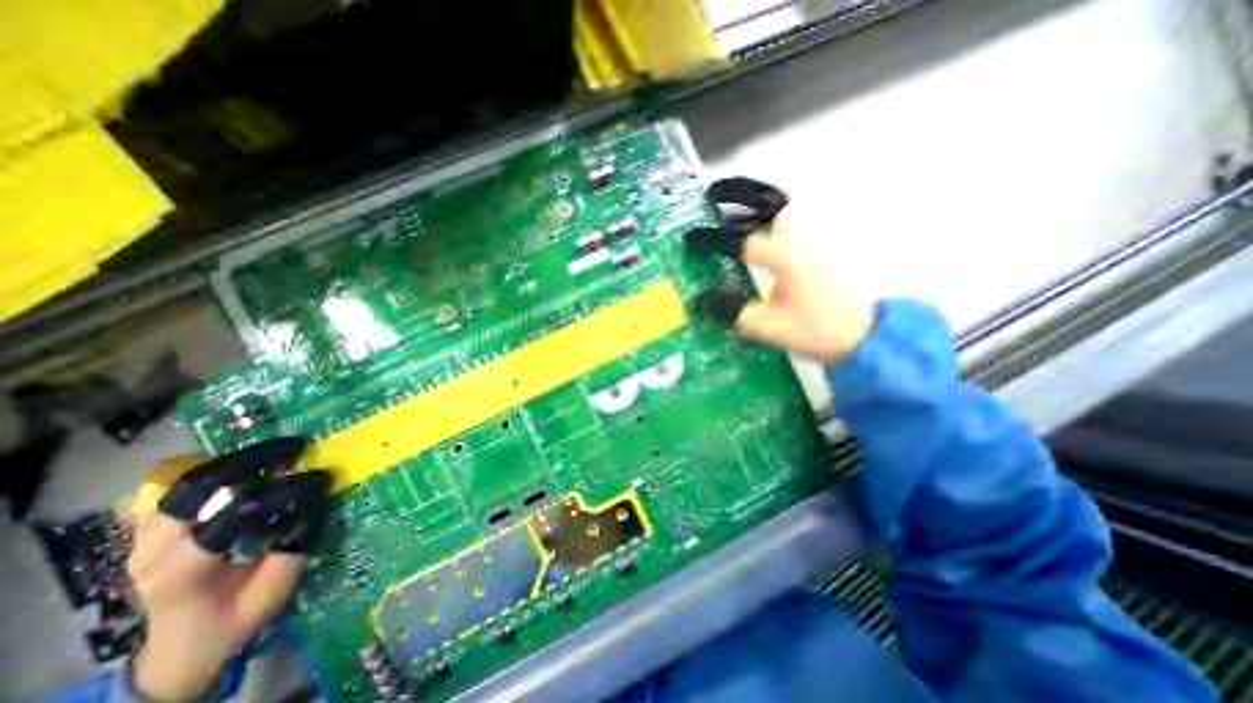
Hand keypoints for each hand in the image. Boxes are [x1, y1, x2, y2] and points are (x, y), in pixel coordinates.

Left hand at [127, 436, 328, 700]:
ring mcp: (144, 539)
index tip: (321, 477)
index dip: (284, 492)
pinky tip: (249, 467)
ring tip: (277, 452)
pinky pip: (182, 488)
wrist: (180, 647)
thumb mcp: (273, 590)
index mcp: (183, 573)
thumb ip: (293, 547)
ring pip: (186, 482)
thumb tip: (318, 501)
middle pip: (196, 488)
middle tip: (296, 448)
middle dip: (252, 460)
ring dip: (236, 461)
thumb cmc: (234, 619)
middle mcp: (153, 551)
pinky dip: (219, 471)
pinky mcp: (150, 531)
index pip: (235, 516)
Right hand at [683, 186, 873, 362]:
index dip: (715, 241)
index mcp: (787, 258)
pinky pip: (801, 236)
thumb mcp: (771, 328)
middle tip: (731, 221)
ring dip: (769, 222)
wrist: (866, 337)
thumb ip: (741, 316)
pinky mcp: (829, 257)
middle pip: (779, 210)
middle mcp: (804, 244)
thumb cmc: (818, 330)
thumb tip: (716, 308)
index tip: (694, 238)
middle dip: (754, 210)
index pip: (744, 242)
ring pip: (792, 221)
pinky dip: (783, 237)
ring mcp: (820, 248)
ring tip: (749, 237)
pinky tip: (773, 257)